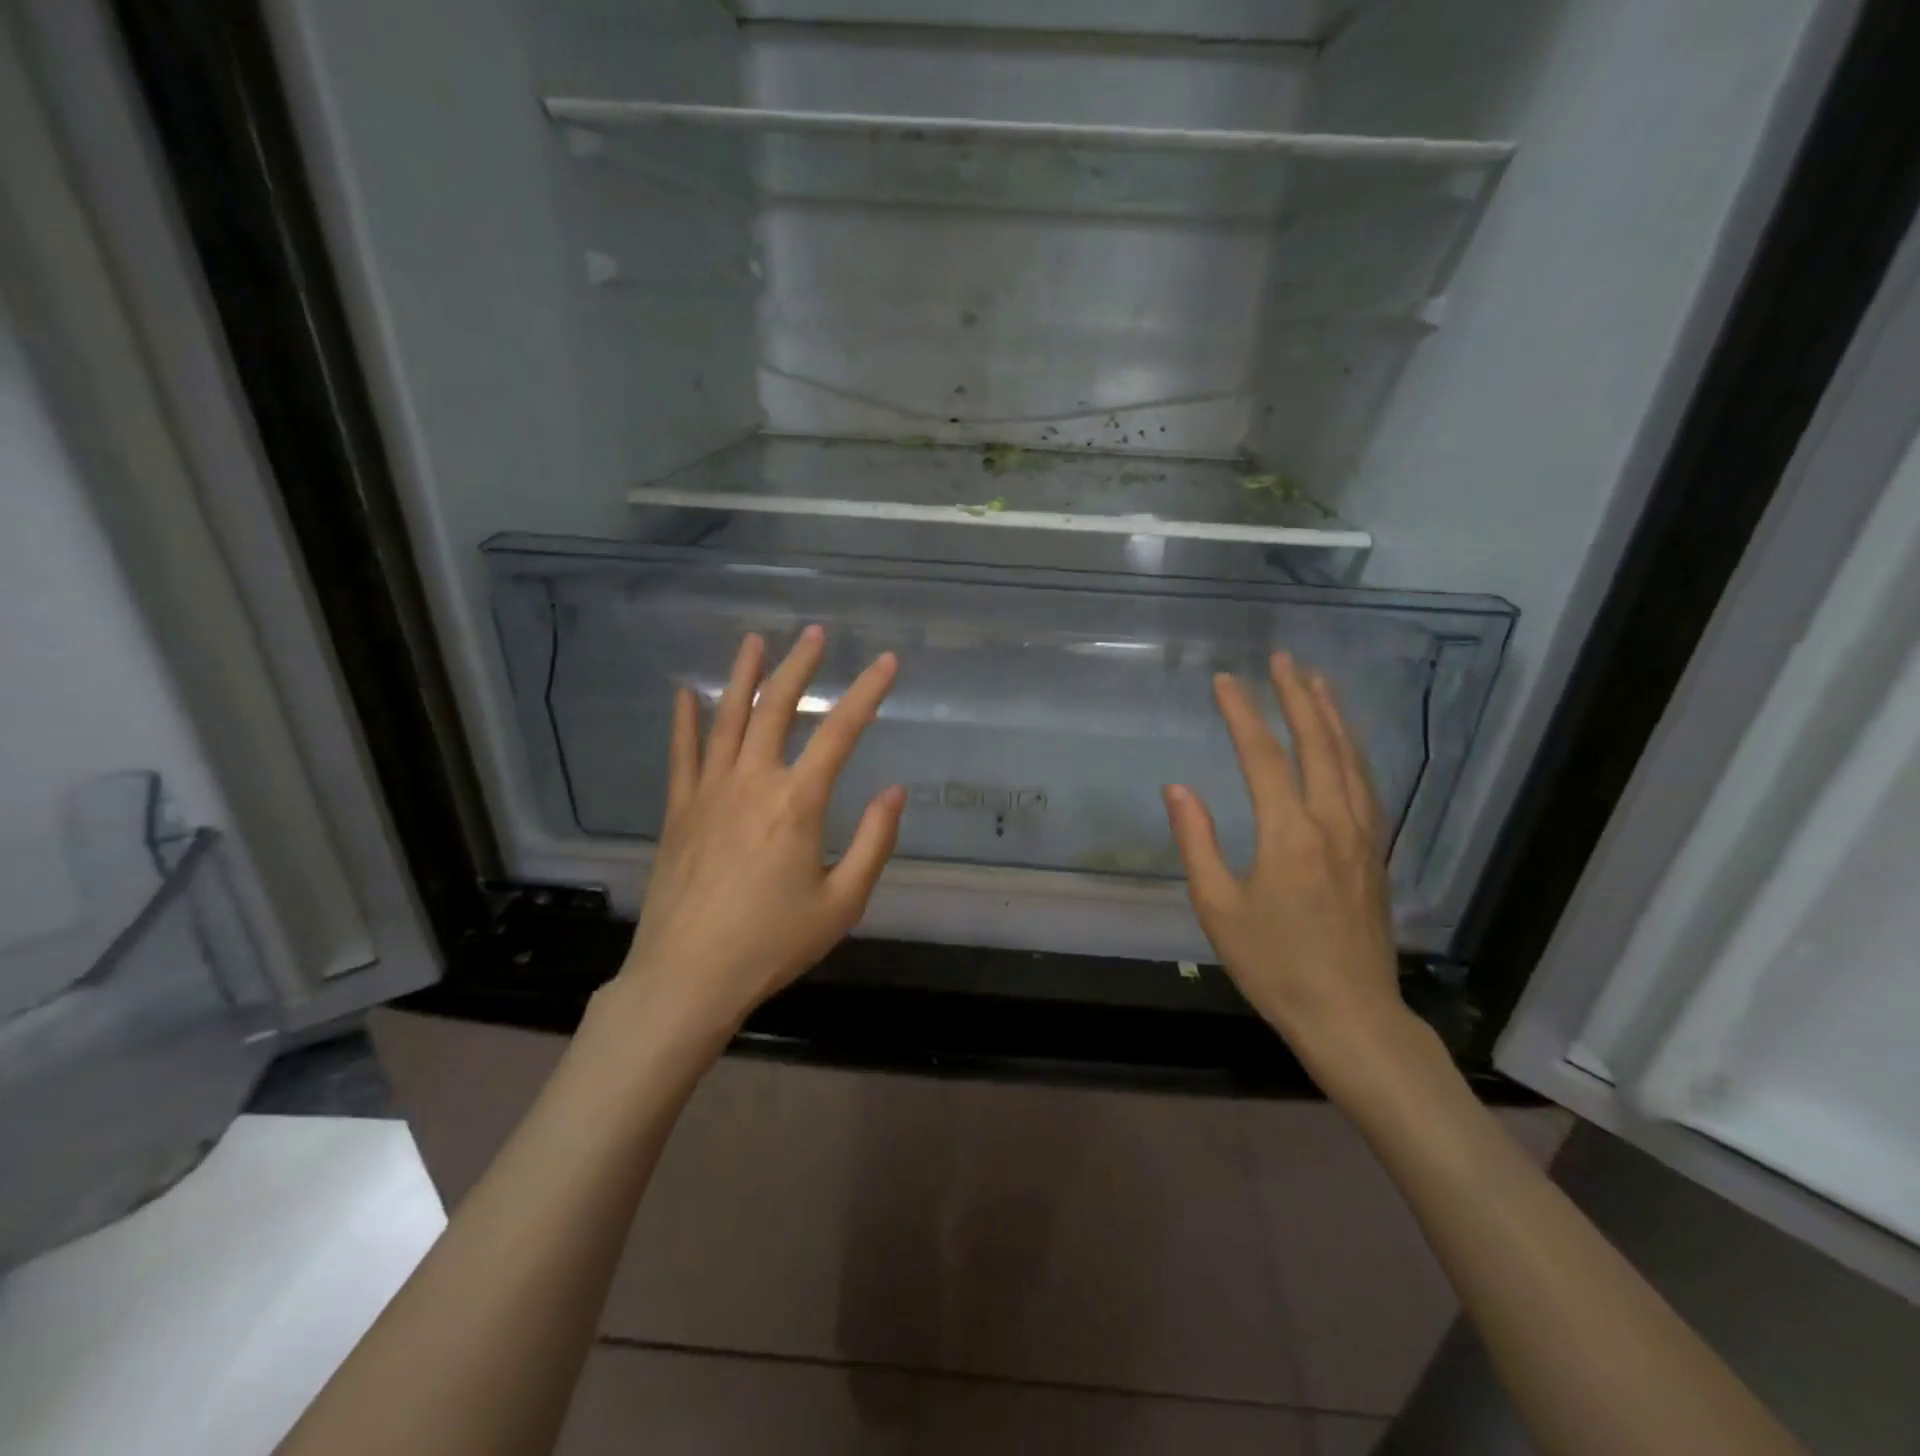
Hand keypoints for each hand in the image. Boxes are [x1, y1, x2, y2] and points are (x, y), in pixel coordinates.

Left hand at [614, 627, 904, 1044]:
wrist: (687, 977)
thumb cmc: (772, 944)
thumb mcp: (842, 903)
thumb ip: (873, 842)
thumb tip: (895, 792)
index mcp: (797, 803)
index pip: (840, 732)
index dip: (867, 692)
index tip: (887, 662)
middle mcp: (752, 782)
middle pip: (777, 708)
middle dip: (800, 666)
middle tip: (815, 634)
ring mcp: (708, 792)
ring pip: (728, 718)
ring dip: (744, 676)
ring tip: (755, 640)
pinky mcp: (679, 810)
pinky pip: (683, 753)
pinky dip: (685, 720)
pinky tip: (685, 694)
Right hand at [1162, 653, 1415, 1079]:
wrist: (1351, 1015)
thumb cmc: (1275, 965)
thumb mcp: (1218, 907)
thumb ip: (1197, 841)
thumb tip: (1178, 788)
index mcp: (1289, 833)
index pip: (1263, 755)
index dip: (1242, 713)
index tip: (1225, 680)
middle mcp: (1332, 822)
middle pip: (1318, 743)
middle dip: (1298, 696)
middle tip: (1283, 659)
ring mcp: (1363, 836)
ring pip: (1351, 759)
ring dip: (1333, 715)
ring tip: (1318, 681)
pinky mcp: (1377, 853)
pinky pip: (1367, 785)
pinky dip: (1354, 751)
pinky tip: (1347, 743)